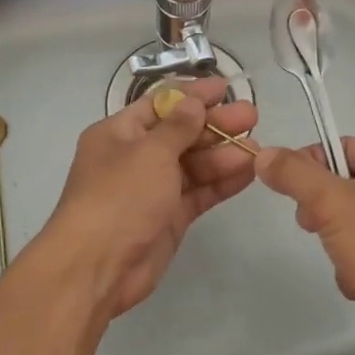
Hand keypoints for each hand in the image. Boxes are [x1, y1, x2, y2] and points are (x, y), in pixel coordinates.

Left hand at [30, 77, 257, 322]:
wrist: (97, 266)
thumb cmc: (119, 196)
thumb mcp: (149, 152)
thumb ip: (178, 127)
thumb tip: (193, 103)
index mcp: (118, 133)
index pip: (160, 105)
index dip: (192, 95)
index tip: (224, 88)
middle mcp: (134, 157)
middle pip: (180, 134)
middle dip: (215, 125)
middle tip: (251, 116)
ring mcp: (152, 189)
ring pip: (193, 165)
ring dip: (223, 154)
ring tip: (257, 147)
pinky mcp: (168, 218)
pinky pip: (198, 193)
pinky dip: (221, 183)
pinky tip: (248, 172)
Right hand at [256, 138, 354, 354]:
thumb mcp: (334, 202)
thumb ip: (294, 175)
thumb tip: (263, 154)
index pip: (338, 147)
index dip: (309, 167)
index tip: (291, 190)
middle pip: (339, 188)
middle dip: (324, 215)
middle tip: (320, 227)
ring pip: (345, 225)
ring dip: (337, 247)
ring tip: (351, 263)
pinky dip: (354, 271)